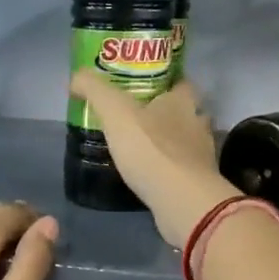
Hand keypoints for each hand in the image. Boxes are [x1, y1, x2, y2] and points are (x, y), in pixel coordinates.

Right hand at [68, 71, 237, 246]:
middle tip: (133, 116)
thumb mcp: (116, 112)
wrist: (182, 202)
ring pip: (183, 139)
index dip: (162, 79)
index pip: (178, 80)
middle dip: (162, 111)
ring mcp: (201, 154)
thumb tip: (77, 77)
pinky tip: (148, 172)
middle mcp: (198, 122)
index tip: (139, 84)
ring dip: (165, 141)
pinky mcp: (197, 182)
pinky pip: (180, 167)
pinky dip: (166, 167)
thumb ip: (95, 90)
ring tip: (137, 146)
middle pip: (182, 110)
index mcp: (184, 100)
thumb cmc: (151, 150)